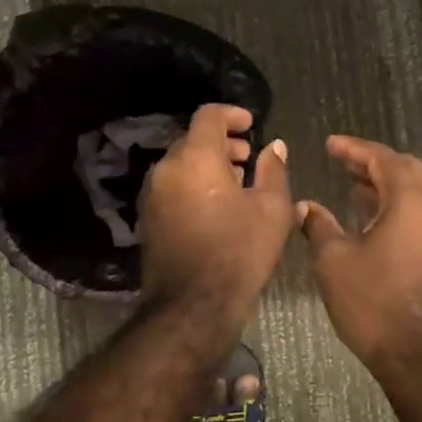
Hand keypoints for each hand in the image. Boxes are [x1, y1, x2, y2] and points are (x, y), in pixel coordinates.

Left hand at [138, 104, 292, 320]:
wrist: (192, 306)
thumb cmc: (239, 252)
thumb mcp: (272, 209)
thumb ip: (273, 170)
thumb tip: (274, 146)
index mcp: (195, 158)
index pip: (208, 116)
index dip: (232, 114)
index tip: (251, 126)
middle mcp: (166, 169)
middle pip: (192, 140)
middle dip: (221, 143)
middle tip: (247, 158)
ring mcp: (151, 195)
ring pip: (180, 165)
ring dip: (206, 165)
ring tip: (235, 184)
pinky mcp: (147, 219)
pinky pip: (171, 187)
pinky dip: (192, 185)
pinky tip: (215, 208)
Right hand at [298, 136, 421, 375]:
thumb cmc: (375, 303)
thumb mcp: (335, 261)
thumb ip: (319, 226)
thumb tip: (305, 206)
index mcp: (412, 200)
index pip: (383, 157)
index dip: (354, 148)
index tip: (330, 144)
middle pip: (407, 169)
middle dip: (373, 162)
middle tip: (343, 163)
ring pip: (419, 191)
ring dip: (387, 184)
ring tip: (354, 186)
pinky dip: (399, 205)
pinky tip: (374, 219)